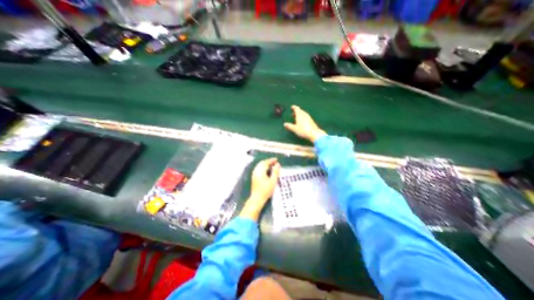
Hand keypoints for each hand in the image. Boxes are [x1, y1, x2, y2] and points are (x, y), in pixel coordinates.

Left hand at [241, 158, 280, 221]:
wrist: (257, 198)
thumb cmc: (266, 190)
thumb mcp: (273, 181)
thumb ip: (275, 172)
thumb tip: (277, 164)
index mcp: (260, 171)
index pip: (266, 162)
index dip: (271, 160)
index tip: (277, 160)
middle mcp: (256, 171)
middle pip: (262, 163)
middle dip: (268, 161)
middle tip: (275, 162)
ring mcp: (254, 174)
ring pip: (259, 166)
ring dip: (265, 164)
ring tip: (272, 165)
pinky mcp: (254, 177)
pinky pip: (258, 168)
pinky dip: (263, 167)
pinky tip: (267, 170)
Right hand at [284, 105, 325, 142]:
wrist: (314, 133)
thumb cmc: (303, 130)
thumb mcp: (294, 129)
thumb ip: (289, 126)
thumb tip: (285, 124)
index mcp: (300, 114)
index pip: (296, 109)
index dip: (294, 107)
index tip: (292, 107)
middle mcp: (304, 114)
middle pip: (300, 111)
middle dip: (296, 112)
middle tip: (292, 114)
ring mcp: (308, 117)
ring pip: (303, 114)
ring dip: (299, 115)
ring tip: (296, 118)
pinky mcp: (311, 121)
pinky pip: (305, 117)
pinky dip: (302, 118)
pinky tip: (301, 122)